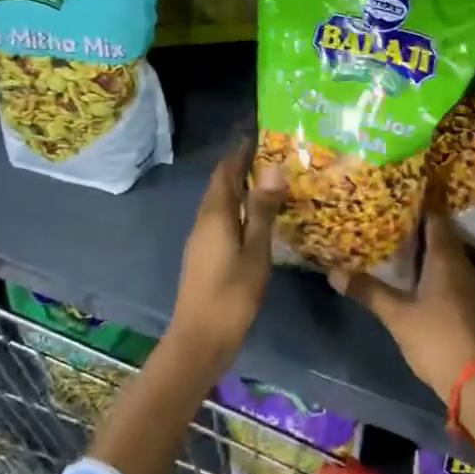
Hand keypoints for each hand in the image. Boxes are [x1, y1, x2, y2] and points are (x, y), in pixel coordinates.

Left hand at [167, 141, 287, 366]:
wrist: (199, 340)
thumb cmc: (231, 295)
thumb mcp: (255, 252)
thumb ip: (263, 210)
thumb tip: (273, 168)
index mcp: (216, 214)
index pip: (226, 170)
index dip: (241, 150)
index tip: (263, 133)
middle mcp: (204, 220)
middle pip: (221, 183)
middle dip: (242, 164)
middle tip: (274, 153)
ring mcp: (202, 238)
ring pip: (221, 201)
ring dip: (241, 186)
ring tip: (271, 179)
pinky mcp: (205, 254)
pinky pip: (222, 217)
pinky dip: (239, 206)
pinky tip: (258, 215)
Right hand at [332, 212, 474, 400]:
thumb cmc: (435, 338)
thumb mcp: (396, 315)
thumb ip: (368, 291)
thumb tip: (334, 272)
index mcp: (446, 257)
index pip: (436, 217)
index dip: (419, 203)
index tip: (398, 194)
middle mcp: (462, 263)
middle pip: (442, 234)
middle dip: (419, 225)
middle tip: (391, 217)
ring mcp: (471, 284)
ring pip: (448, 254)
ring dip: (427, 247)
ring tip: (399, 243)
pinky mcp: (472, 302)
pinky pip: (452, 271)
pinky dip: (435, 267)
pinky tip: (418, 276)